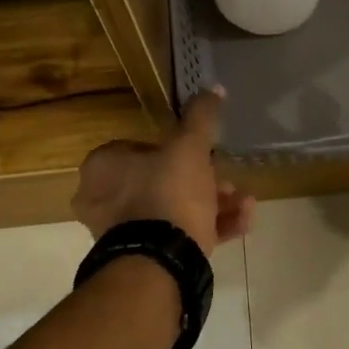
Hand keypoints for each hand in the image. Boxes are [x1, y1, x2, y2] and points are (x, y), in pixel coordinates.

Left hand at [73, 90, 254, 255]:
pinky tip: (241, 224)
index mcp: (103, 166)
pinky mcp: (143, 258)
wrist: (160, 261)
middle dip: (204, 182)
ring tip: (245, 205)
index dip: (180, 151)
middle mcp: (104, 198)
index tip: (208, 156)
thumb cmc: (168, 194)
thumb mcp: (190, 148)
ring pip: (174, 210)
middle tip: (231, 185)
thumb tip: (214, 87)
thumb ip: (201, 117)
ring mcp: (122, 233)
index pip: (143, 148)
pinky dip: (208, 229)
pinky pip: (177, 236)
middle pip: (163, 181)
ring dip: (213, 205)